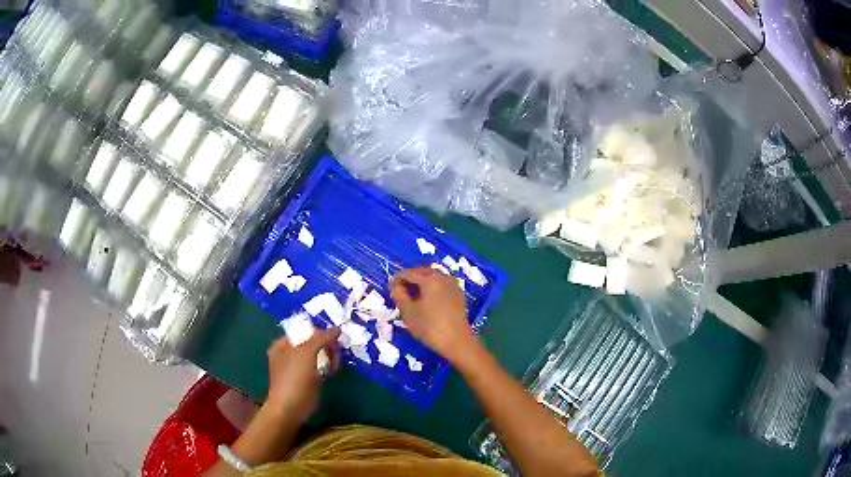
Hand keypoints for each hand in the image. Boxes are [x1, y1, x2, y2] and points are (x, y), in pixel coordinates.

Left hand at [265, 329, 340, 423]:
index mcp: (283, 344)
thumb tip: (337, 329)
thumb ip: (320, 338)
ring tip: (336, 364)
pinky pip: (320, 368)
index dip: (319, 332)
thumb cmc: (294, 378)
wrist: (291, 408)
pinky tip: (334, 371)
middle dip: (326, 346)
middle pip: (312, 343)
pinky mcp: (307, 380)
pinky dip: (328, 368)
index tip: (335, 338)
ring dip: (329, 357)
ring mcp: (298, 368)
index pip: (304, 331)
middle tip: (336, 353)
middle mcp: (289, 354)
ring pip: (318, 356)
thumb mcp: (306, 352)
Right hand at [390, 267, 479, 362]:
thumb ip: (398, 295)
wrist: (458, 342)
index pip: (407, 273)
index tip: (391, 292)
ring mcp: (453, 284)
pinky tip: (427, 302)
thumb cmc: (430, 327)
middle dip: (409, 281)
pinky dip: (432, 289)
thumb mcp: (408, 312)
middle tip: (401, 295)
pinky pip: (441, 285)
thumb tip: (396, 286)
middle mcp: (443, 276)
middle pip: (421, 272)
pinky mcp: (459, 294)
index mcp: (429, 278)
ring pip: (432, 278)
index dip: (396, 281)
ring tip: (413, 299)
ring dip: (421, 284)